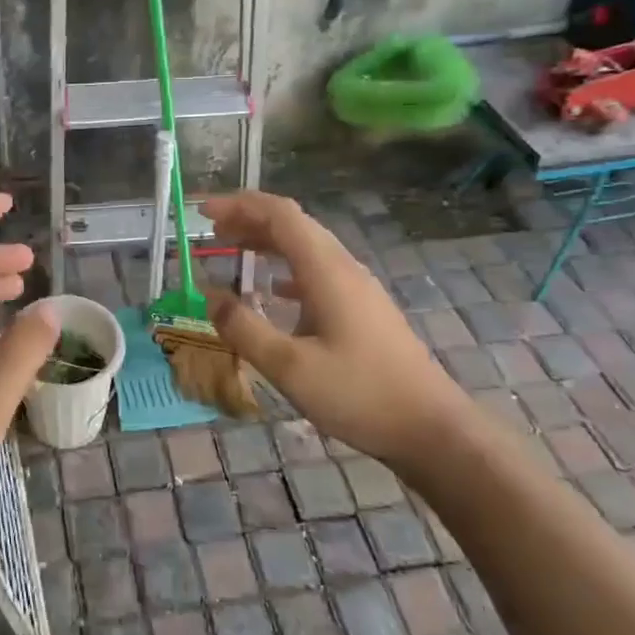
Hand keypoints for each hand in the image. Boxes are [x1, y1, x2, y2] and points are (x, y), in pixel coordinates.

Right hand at [202, 191, 467, 463]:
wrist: (431, 429)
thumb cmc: (359, 394)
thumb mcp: (289, 367)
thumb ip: (244, 328)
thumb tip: (209, 296)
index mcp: (326, 270)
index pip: (280, 215)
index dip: (239, 205)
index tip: (203, 212)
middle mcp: (343, 268)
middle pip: (293, 225)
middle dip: (248, 219)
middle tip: (209, 231)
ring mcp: (357, 288)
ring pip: (305, 247)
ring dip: (266, 242)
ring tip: (231, 250)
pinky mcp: (362, 309)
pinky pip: (316, 272)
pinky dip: (284, 268)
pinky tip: (271, 289)